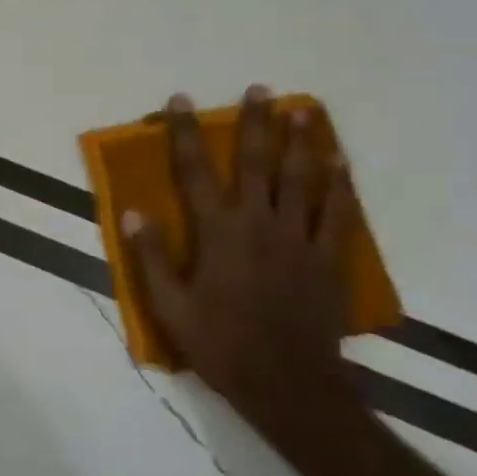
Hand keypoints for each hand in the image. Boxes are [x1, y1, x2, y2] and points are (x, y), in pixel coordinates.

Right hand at [122, 86, 359, 444]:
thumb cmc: (223, 345)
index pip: (195, 171)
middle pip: (256, 162)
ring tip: (304, 110)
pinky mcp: (328, 259)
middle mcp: (258, 223)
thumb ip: (152, 257)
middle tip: (261, 89)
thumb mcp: (171, 307)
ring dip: (301, 141)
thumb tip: (135, 212)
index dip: (185, 133)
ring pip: (301, 179)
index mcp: (218, 232)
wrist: (289, 386)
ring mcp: (298, 238)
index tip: (181, 100)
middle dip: (255, 123)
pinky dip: (340, 186)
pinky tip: (341, 164)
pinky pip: (337, 214)